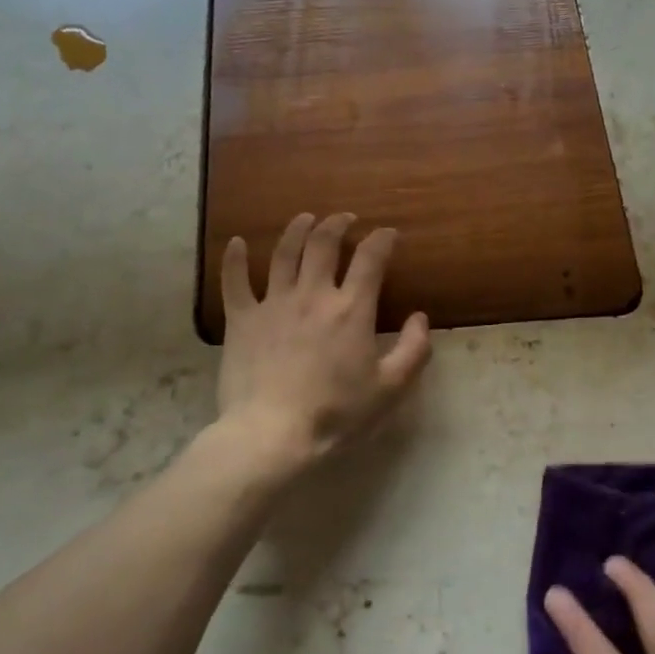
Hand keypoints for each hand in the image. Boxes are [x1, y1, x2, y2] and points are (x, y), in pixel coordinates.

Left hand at [216, 213, 430, 468]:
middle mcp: (313, 295)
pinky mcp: (241, 319)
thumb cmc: (337, 414)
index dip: (382, 240)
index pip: (371, 258)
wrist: (272, 434)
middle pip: (324, 243)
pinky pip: (234, 281)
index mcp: (351, 309)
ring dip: (296, 230)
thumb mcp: (391, 389)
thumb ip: (414, 350)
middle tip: (345, 219)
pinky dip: (234, 258)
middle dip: (338, 224)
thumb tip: (421, 317)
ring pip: (283, 252)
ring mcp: (273, 303)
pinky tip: (235, 242)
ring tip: (305, 218)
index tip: (389, 234)